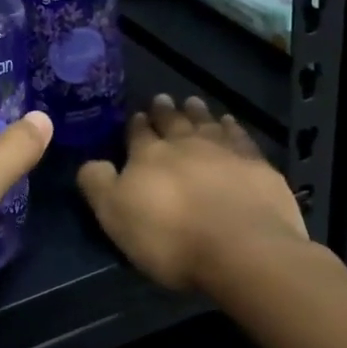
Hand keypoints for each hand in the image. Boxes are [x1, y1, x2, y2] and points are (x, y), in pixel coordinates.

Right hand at [77, 93, 310, 291]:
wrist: (241, 248)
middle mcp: (184, 143)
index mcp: (148, 155)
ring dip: (197, 112)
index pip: (138, 133)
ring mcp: (224, 150)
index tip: (136, 116)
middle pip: (172, 121)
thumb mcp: (115, 216)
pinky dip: (232, 127)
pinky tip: (230, 123)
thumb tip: (90, 162)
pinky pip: (240, 137)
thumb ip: (98, 184)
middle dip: (164, 111)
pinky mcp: (257, 164)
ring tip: (192, 102)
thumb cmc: (170, 237)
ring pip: (206, 122)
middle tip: (162, 99)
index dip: (136, 125)